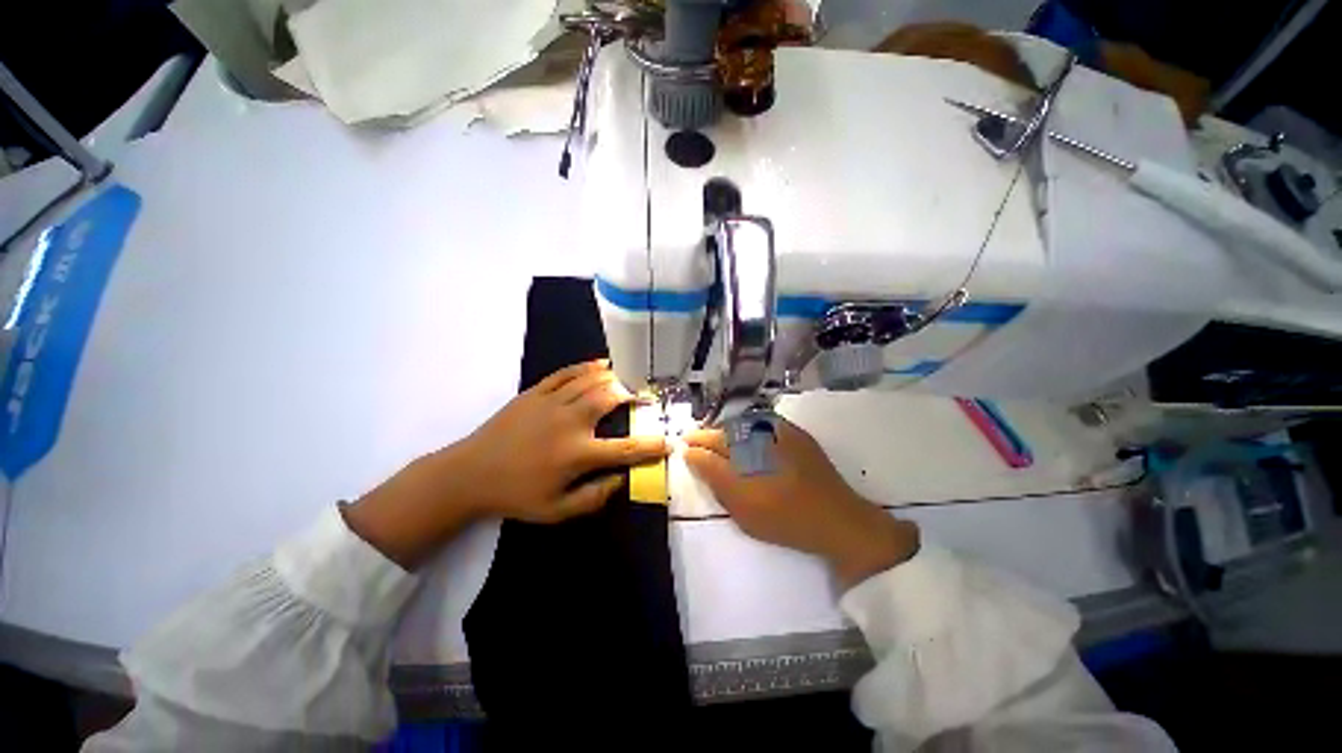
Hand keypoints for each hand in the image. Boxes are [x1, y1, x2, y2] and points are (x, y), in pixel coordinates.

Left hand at [345, 359, 666, 568]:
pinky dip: (586, 367)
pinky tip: (599, 365)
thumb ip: (594, 497)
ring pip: (591, 381)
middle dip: (633, 394)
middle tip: (644, 396)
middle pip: (610, 399)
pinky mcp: (535, 392)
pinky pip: (567, 373)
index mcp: (577, 454)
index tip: (669, 442)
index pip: (626, 448)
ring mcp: (552, 403)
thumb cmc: (515, 495)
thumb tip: (622, 480)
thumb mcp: (556, 511)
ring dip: (614, 377)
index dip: (652, 446)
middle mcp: (570, 423)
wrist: (469, 474)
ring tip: (628, 377)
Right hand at [684, 418, 918, 588]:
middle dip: (709, 437)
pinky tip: (745, 443)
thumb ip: (714, 477)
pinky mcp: (796, 435)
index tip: (684, 445)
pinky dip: (748, 432)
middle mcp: (764, 431)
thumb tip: (692, 454)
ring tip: (718, 445)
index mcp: (749, 448)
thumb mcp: (743, 506)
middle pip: (726, 430)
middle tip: (697, 444)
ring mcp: (783, 431)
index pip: (712, 441)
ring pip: (742, 426)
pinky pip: (762, 426)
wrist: (840, 522)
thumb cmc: (787, 519)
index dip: (696, 442)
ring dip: (727, 434)